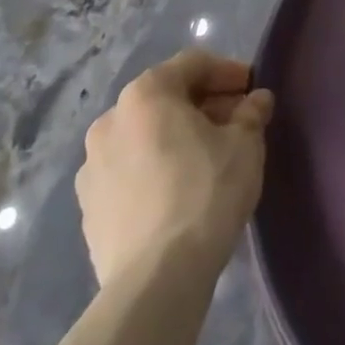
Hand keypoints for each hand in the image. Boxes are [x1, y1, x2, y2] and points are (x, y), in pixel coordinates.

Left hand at [74, 49, 274, 287]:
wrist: (156, 280)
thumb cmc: (206, 192)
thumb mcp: (245, 143)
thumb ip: (251, 113)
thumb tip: (256, 100)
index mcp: (145, 94)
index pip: (192, 64)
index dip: (227, 72)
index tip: (252, 89)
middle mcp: (109, 121)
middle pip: (165, 99)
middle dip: (203, 105)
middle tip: (236, 123)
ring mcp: (91, 168)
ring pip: (144, 137)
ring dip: (176, 138)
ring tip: (209, 159)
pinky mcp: (88, 211)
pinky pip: (129, 173)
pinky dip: (155, 170)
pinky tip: (180, 193)